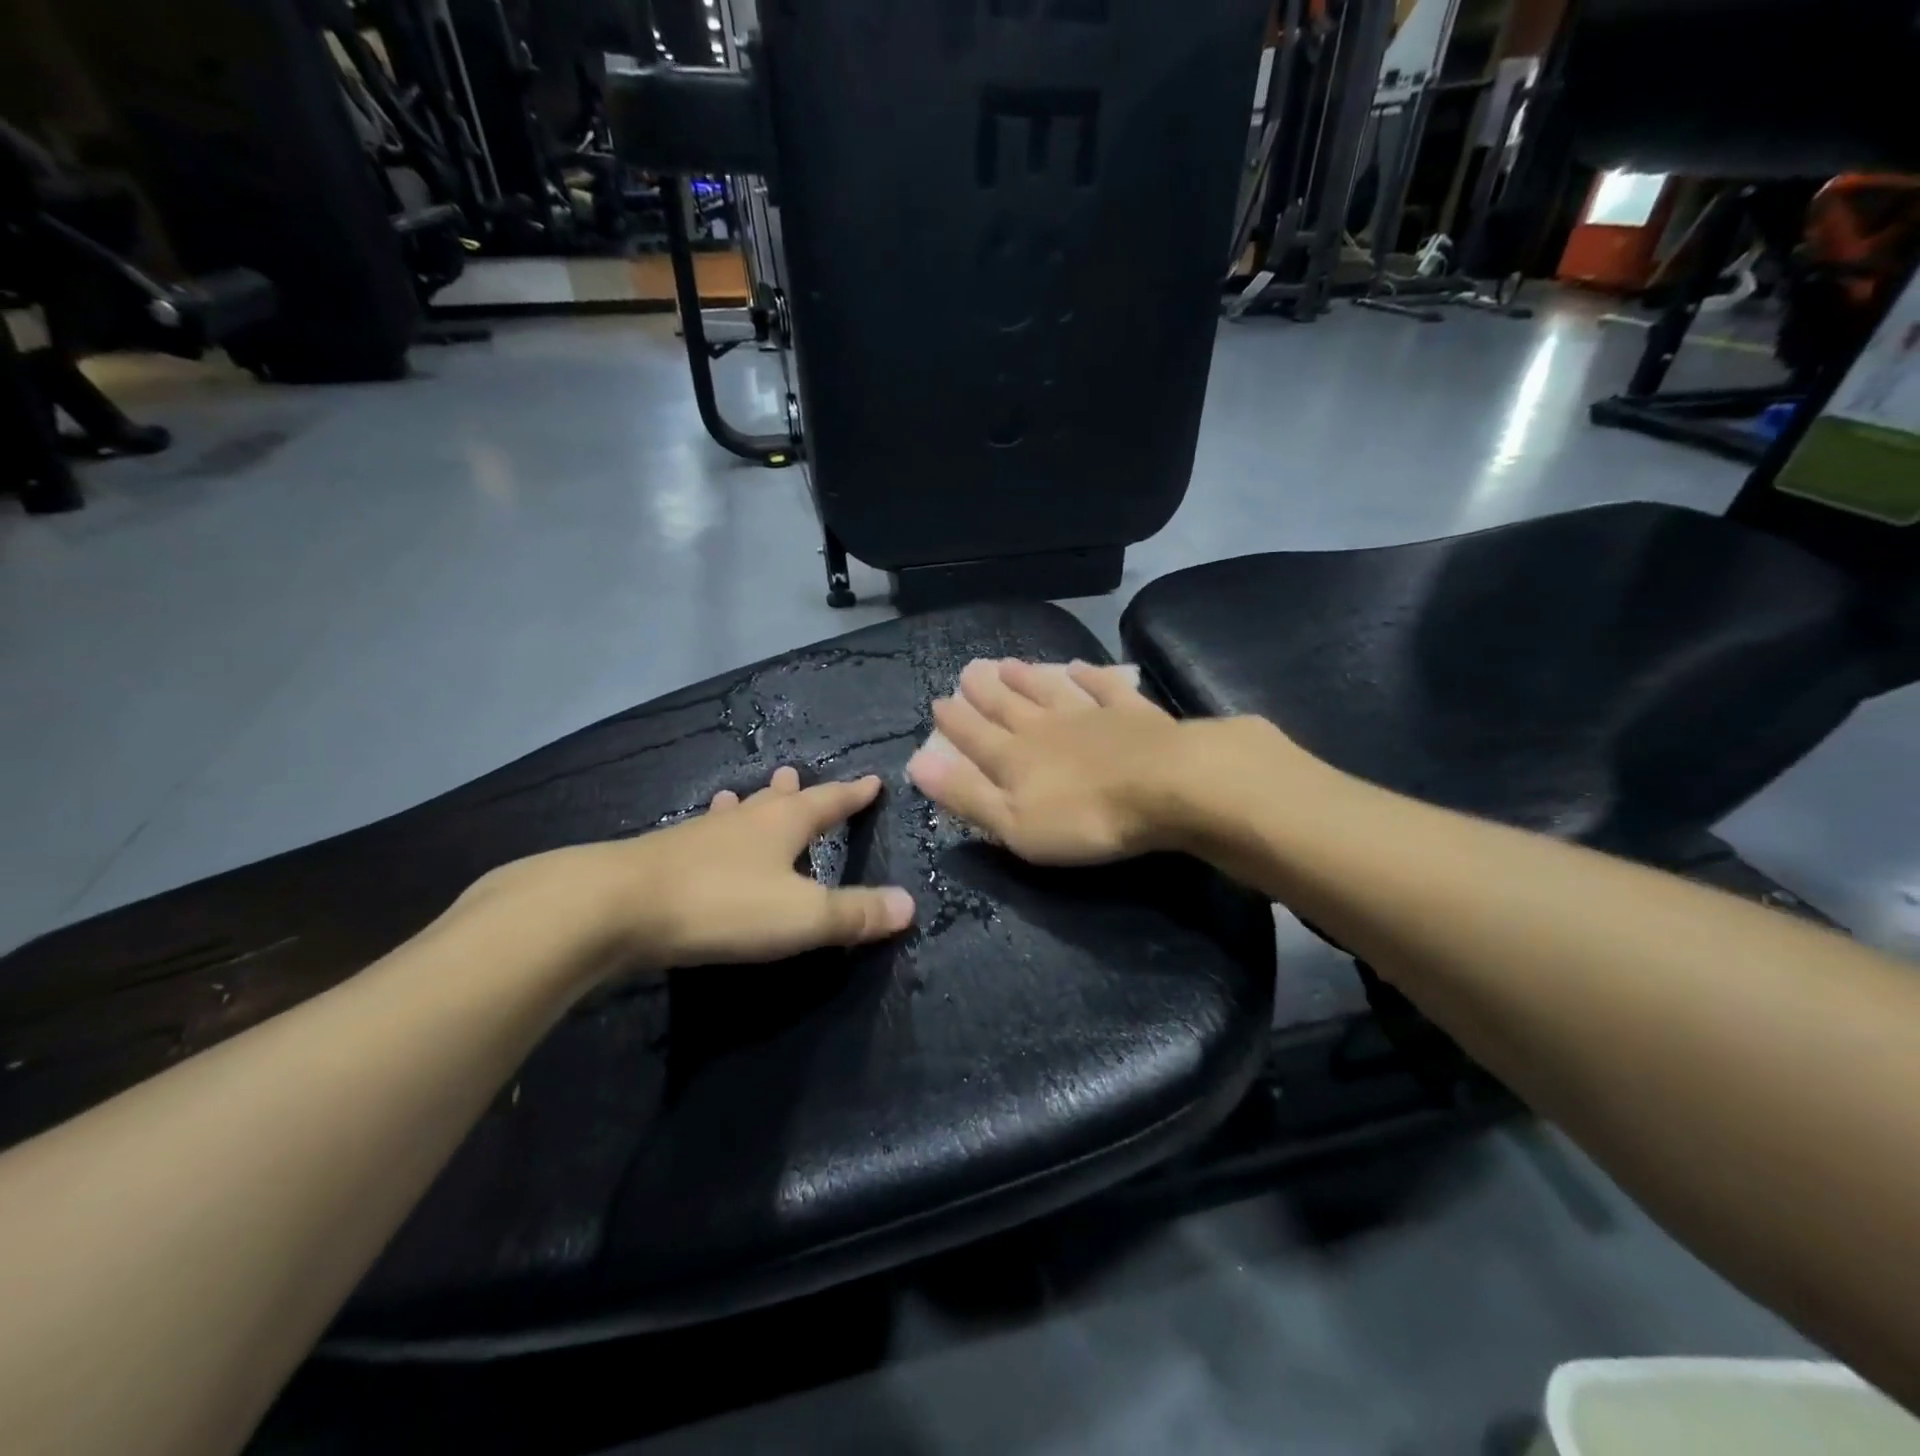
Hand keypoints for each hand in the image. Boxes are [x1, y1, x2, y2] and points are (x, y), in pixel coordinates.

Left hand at [462, 767, 915, 974]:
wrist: (615, 907)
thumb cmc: (722, 905)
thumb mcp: (802, 916)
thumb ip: (856, 914)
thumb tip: (911, 905)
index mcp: (784, 825)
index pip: (830, 802)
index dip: (854, 795)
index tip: (873, 781)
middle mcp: (745, 820)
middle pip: (780, 799)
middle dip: (799, 792)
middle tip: (801, 777)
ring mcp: (701, 834)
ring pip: (738, 813)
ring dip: (753, 804)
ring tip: (754, 793)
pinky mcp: (666, 856)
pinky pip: (705, 834)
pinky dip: (716, 829)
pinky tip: (702, 835)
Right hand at [905, 659, 1195, 865]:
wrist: (1167, 787)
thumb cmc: (1085, 819)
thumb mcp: (1014, 823)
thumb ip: (967, 795)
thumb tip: (917, 764)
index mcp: (1015, 759)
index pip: (975, 737)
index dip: (955, 722)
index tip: (938, 702)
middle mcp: (1045, 728)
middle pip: (1008, 707)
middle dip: (985, 693)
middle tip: (968, 672)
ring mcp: (1090, 715)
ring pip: (1049, 691)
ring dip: (1026, 678)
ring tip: (1006, 664)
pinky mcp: (1132, 713)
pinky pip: (1104, 687)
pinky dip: (1089, 676)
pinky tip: (1078, 666)